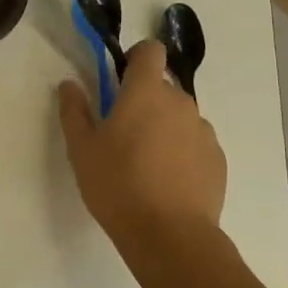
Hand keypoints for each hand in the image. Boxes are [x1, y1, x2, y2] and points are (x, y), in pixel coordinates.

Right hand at [58, 39, 225, 254]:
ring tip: (146, 165)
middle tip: (122, 135)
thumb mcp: (82, 149)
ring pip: (179, 117)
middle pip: (162, 87)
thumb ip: (74, 110)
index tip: (120, 81)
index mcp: (146, 92)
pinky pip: (195, 143)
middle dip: (144, 101)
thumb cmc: (118, 185)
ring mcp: (203, 131)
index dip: (136, 58)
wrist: (170, 235)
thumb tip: (69, 84)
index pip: (150, 51)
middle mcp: (180, 102)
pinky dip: (181, 153)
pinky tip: (167, 183)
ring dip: (164, 128)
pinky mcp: (217, 159)